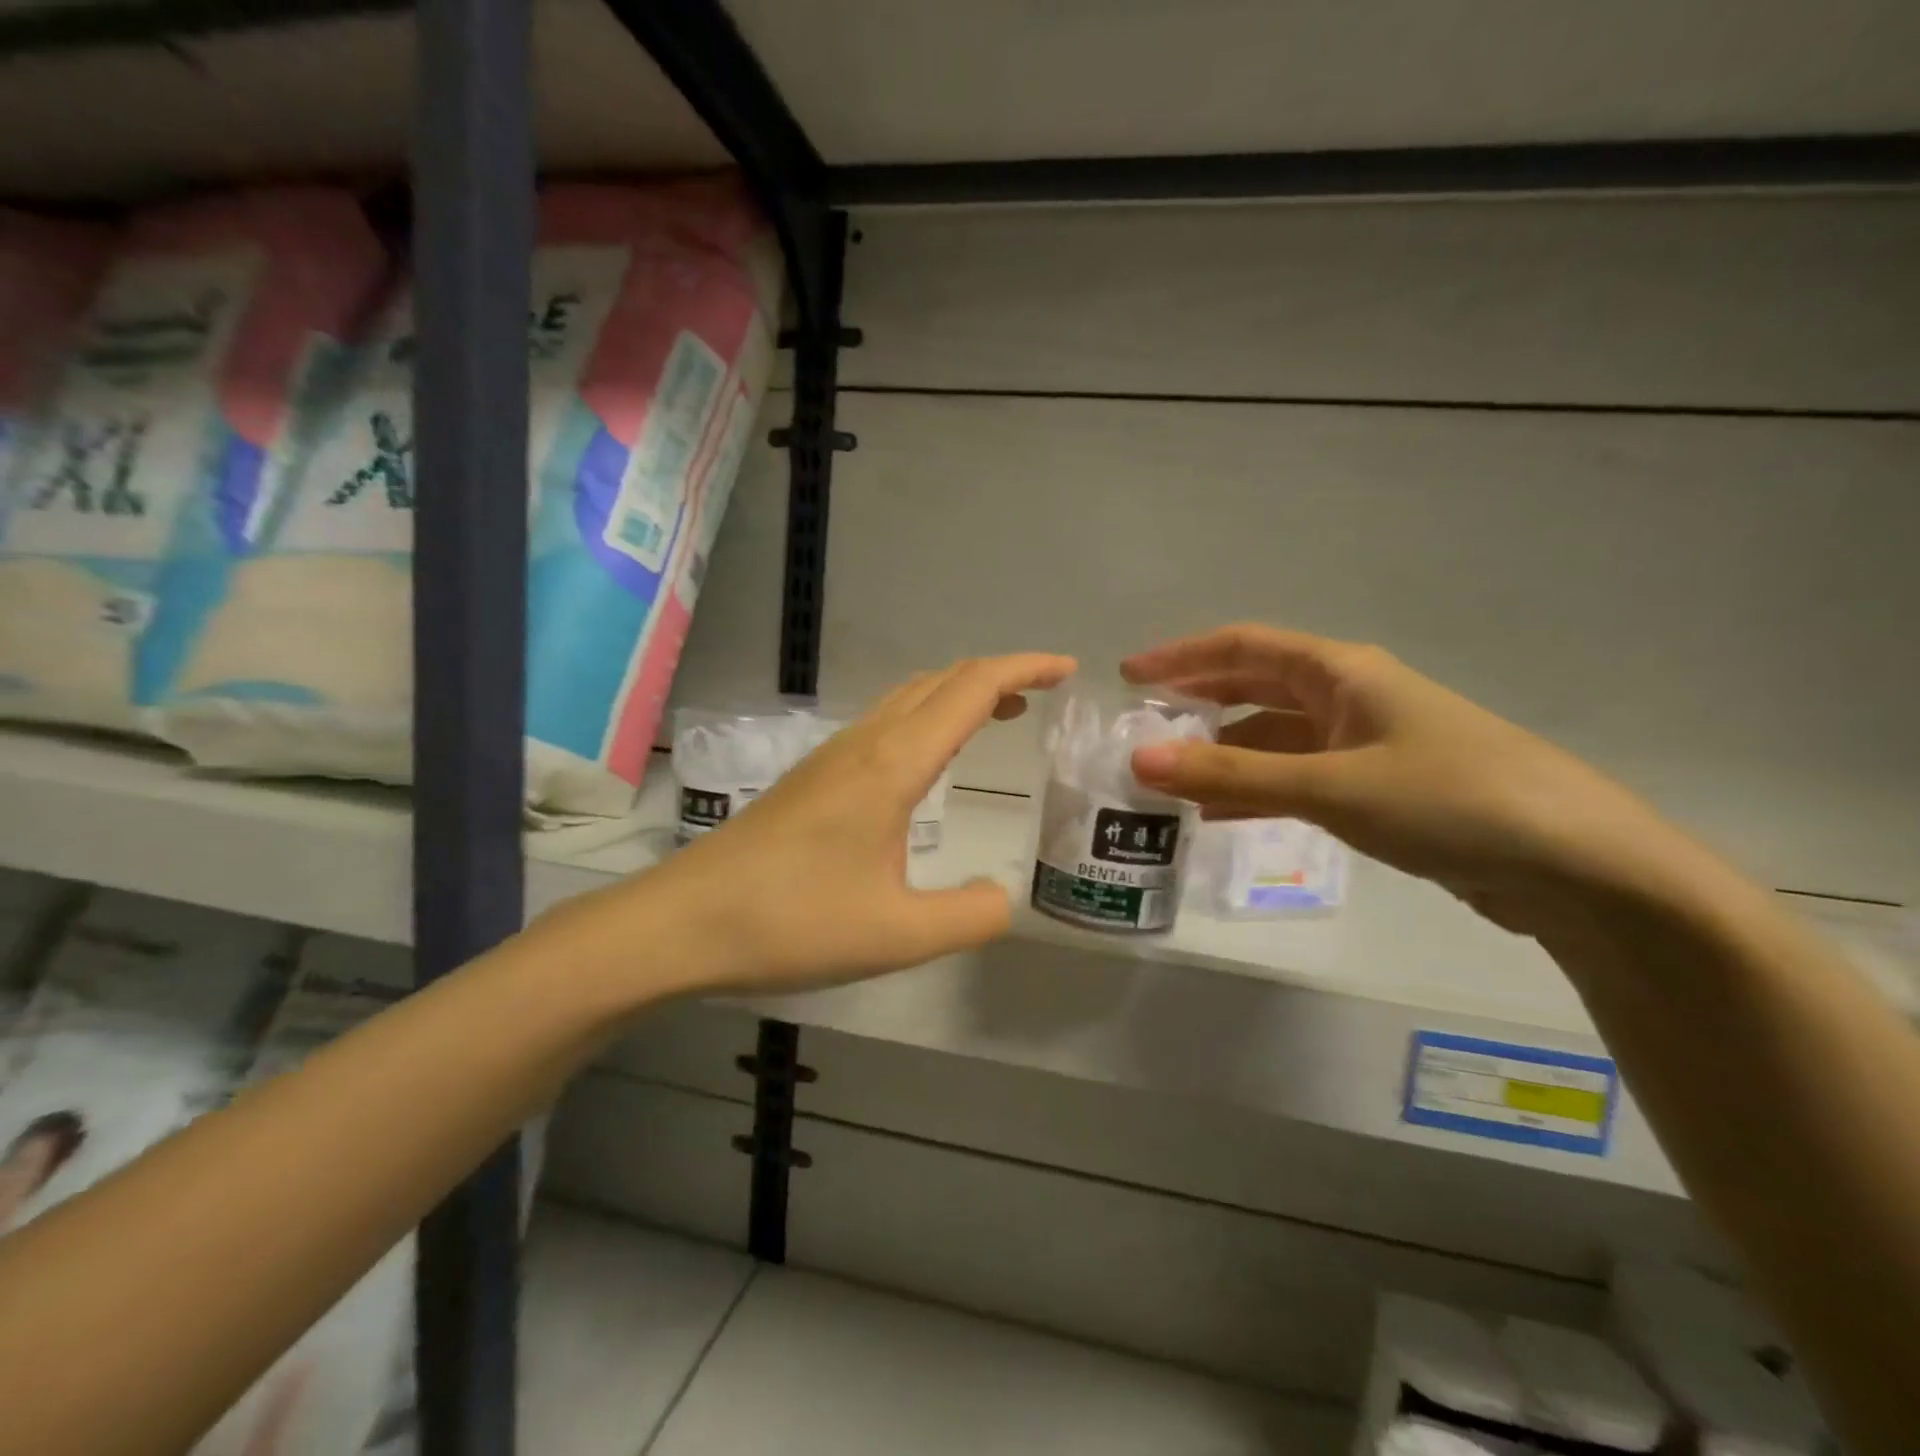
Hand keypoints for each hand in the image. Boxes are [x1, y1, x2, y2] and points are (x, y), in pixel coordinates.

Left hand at [628, 653, 1076, 993]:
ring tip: (999, 715)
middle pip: (941, 681)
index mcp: (892, 766)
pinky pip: (885, 723)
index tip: (1067, 670)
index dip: (1024, 668)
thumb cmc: (790, 922)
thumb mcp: (896, 935)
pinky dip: (928, 717)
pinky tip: (928, 759)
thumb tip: (1002, 898)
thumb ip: (968, 917)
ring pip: (908, 697)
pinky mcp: (812, 777)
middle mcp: (864, 745)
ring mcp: (832, 756)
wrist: (683, 921)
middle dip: (998, 675)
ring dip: (959, 693)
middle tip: (1043, 693)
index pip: (971, 689)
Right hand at [1122, 624, 1686, 931]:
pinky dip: (1257, 790)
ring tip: (1167, 776)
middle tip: (1140, 724)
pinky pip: (1297, 778)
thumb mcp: (1330, 785)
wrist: (1576, 866)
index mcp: (1342, 672)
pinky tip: (1221, 813)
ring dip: (1223, 754)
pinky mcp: (1379, 789)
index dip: (1182, 656)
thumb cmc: (1450, 799)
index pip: (1243, 647)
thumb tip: (1139, 760)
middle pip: (1255, 689)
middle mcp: (1350, 697)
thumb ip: (1232, 774)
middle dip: (1197, 703)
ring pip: (1274, 739)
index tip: (1129, 675)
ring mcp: (1366, 744)